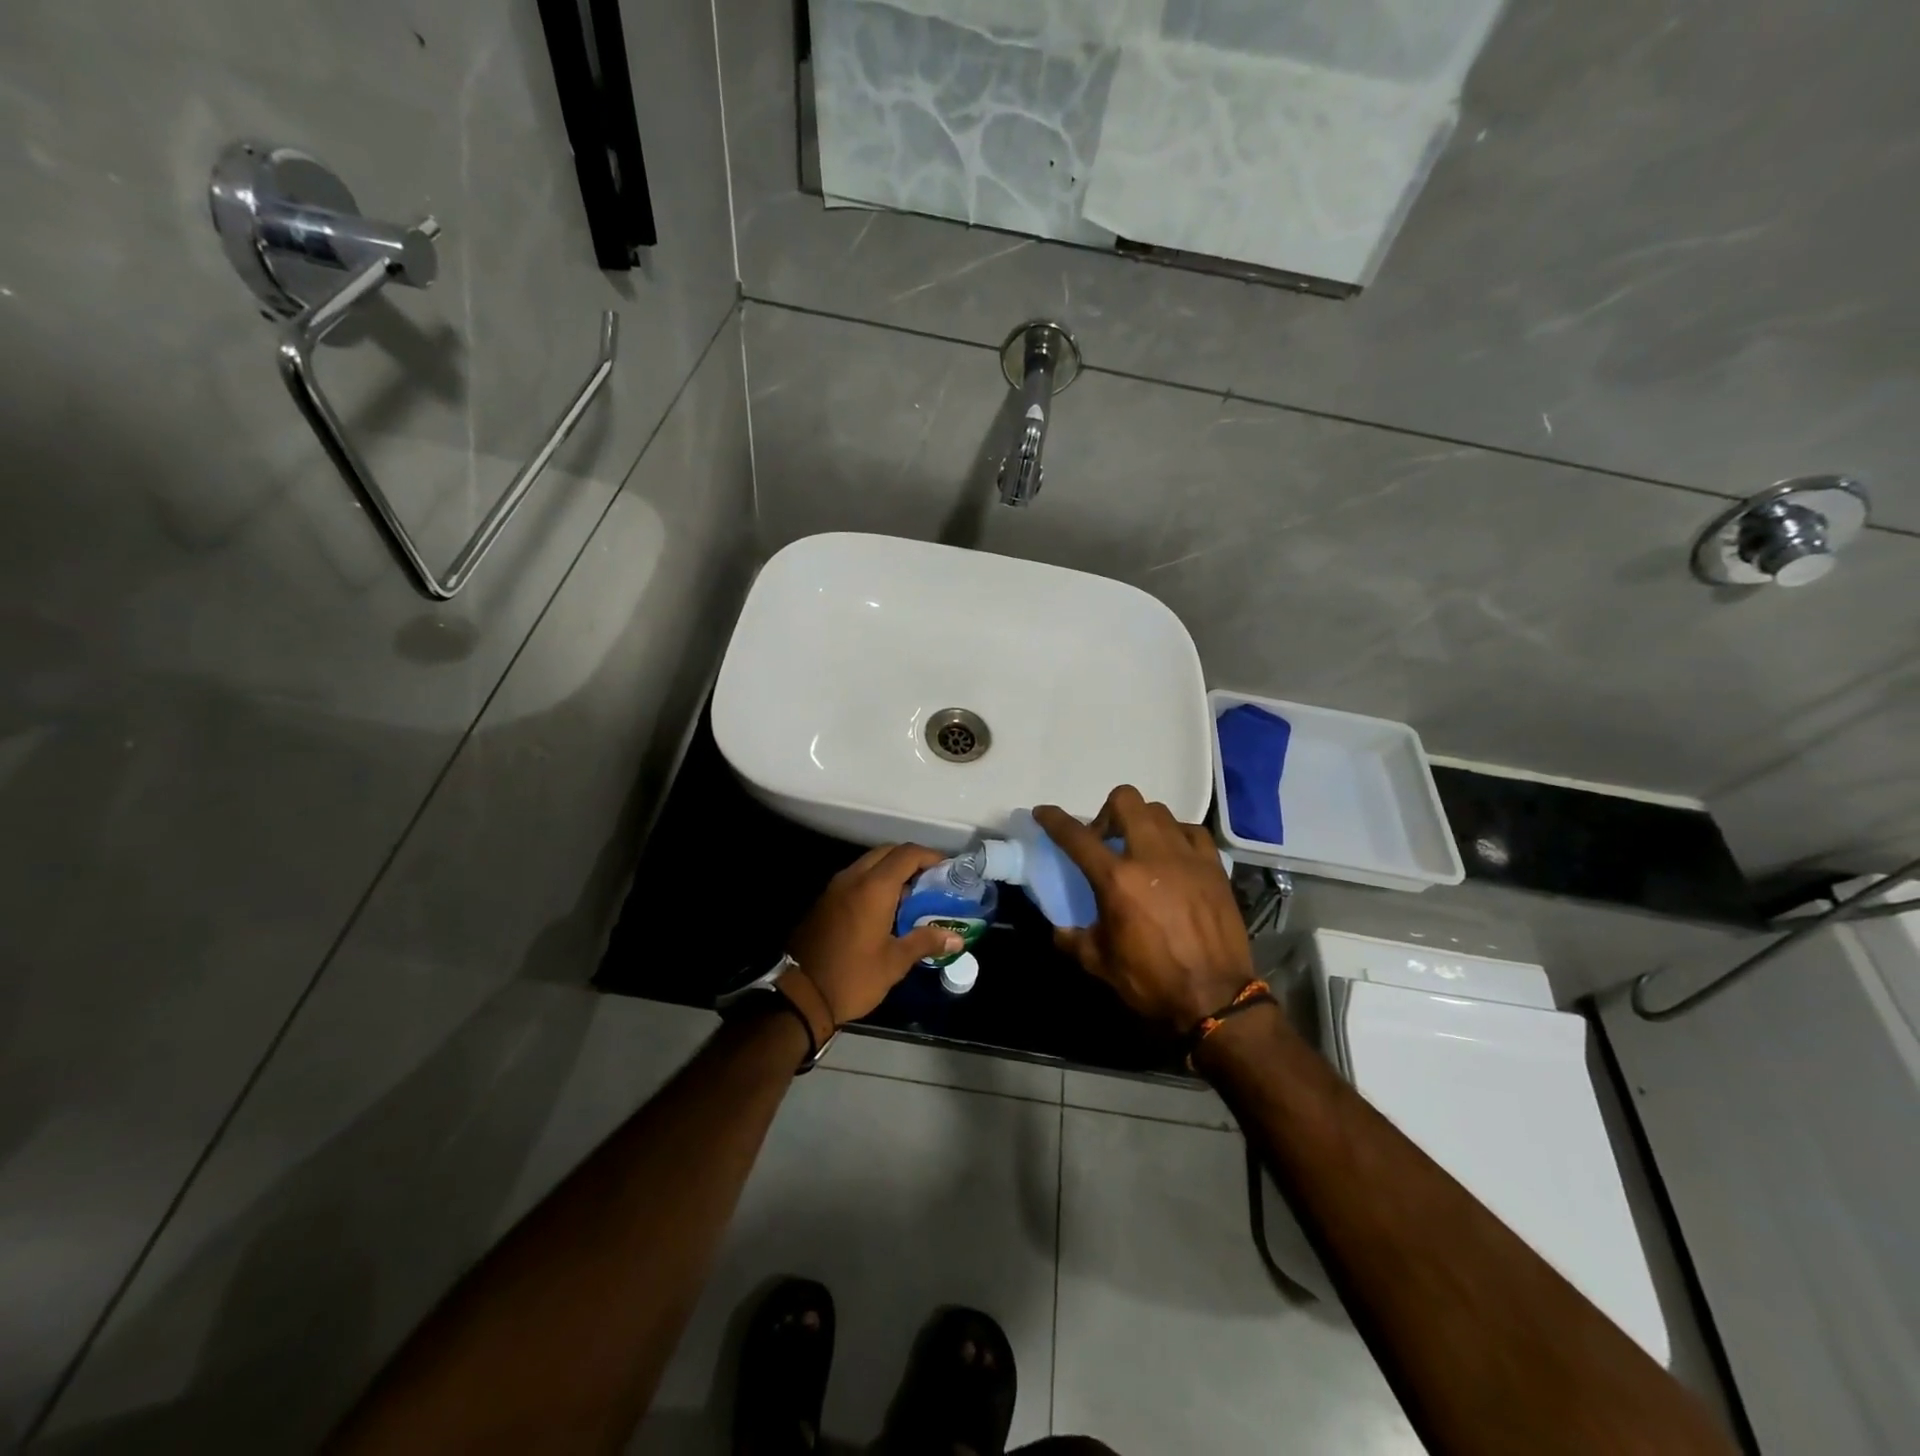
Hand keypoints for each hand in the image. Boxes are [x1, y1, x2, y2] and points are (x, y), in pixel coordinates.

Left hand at [786, 844, 963, 1023]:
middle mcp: (853, 878)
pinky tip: (885, 908)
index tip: (947, 869)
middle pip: (887, 852)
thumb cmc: (853, 977)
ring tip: (912, 895)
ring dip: (891, 870)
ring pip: (868, 863)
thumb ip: (926, 942)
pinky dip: (873, 882)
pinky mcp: (824, 900)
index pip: (907, 854)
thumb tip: (957, 938)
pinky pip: (855, 878)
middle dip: (911, 860)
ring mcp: (835, 888)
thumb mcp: (894, 962)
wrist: (800, 996)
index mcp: (874, 887)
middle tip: (931, 880)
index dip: (930, 856)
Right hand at [1035, 788, 1253, 1033]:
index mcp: (1117, 880)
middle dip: (1107, 812)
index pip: (1076, 836)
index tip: (1044, 812)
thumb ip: (1073, 939)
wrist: (1215, 998)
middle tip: (1105, 840)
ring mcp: (1186, 857)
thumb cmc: (1152, 981)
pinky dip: (1176, 835)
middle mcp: (1150, 856)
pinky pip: (1191, 831)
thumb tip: (1059, 928)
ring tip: (1139, 848)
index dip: (1054, 819)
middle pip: (1125, 800)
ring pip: (1158, 811)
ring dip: (1141, 822)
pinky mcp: (1213, 866)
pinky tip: (1173, 855)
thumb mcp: (1100, 963)